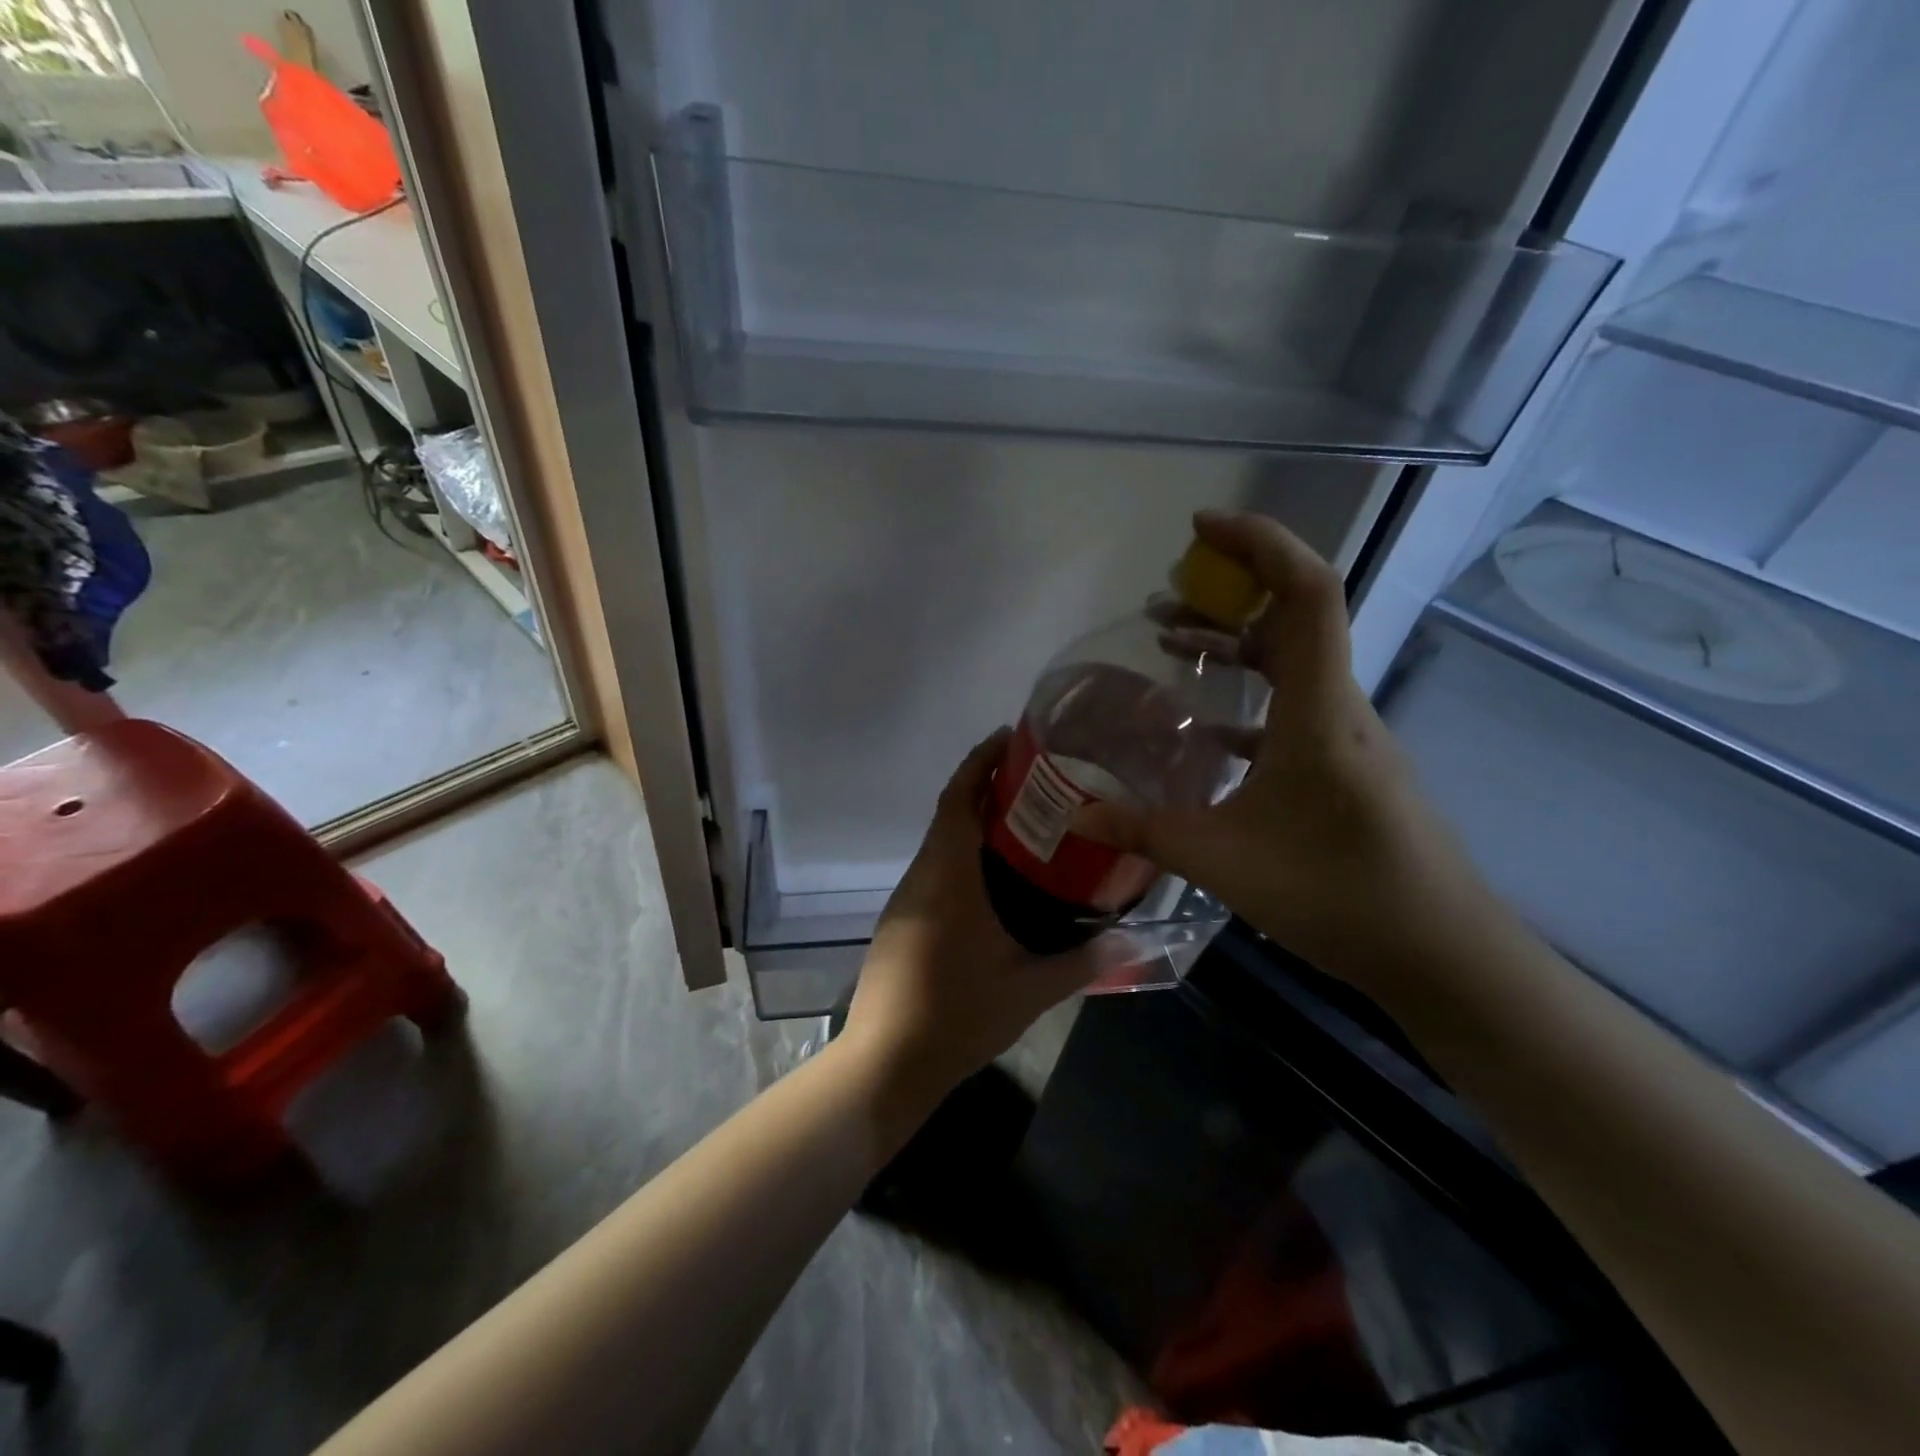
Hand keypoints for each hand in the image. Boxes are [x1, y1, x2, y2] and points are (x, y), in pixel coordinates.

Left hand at [840, 731, 1127, 1108]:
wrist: (884, 1064)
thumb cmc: (956, 1016)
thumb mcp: (1028, 990)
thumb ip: (1083, 962)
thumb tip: (1134, 940)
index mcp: (947, 876)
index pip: (958, 798)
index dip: (980, 761)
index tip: (1011, 738)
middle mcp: (921, 877)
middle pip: (949, 813)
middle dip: (985, 787)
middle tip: (1037, 780)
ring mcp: (906, 901)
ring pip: (940, 844)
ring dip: (973, 823)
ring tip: (1025, 823)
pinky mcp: (901, 923)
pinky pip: (935, 871)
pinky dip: (963, 856)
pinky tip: (995, 880)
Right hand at [1079, 510, 1490, 985]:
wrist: (1442, 954)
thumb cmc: (1337, 895)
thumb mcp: (1223, 863)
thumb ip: (1144, 832)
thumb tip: (1077, 815)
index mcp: (1320, 711)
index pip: (1308, 591)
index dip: (1260, 542)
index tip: (1200, 528)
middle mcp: (1342, 708)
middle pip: (1297, 615)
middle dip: (1231, 589)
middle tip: (1167, 594)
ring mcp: (1351, 738)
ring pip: (1295, 663)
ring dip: (1236, 643)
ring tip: (1171, 642)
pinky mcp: (1351, 766)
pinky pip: (1297, 708)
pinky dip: (1251, 698)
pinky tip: (1208, 730)